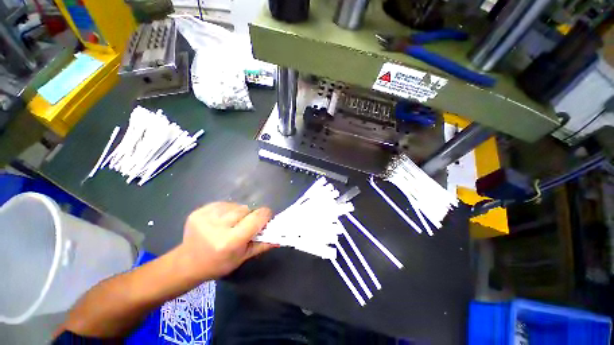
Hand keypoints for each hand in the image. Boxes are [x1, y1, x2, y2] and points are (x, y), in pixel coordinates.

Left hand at [179, 202, 274, 279]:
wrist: (187, 263)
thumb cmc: (218, 264)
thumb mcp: (243, 257)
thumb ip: (263, 244)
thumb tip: (280, 236)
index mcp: (230, 241)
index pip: (257, 217)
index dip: (265, 216)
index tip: (266, 220)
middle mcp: (217, 226)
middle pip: (247, 209)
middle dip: (250, 216)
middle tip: (244, 227)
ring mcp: (206, 216)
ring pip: (236, 205)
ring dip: (239, 213)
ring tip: (231, 224)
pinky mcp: (199, 210)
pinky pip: (224, 204)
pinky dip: (228, 210)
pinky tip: (221, 221)